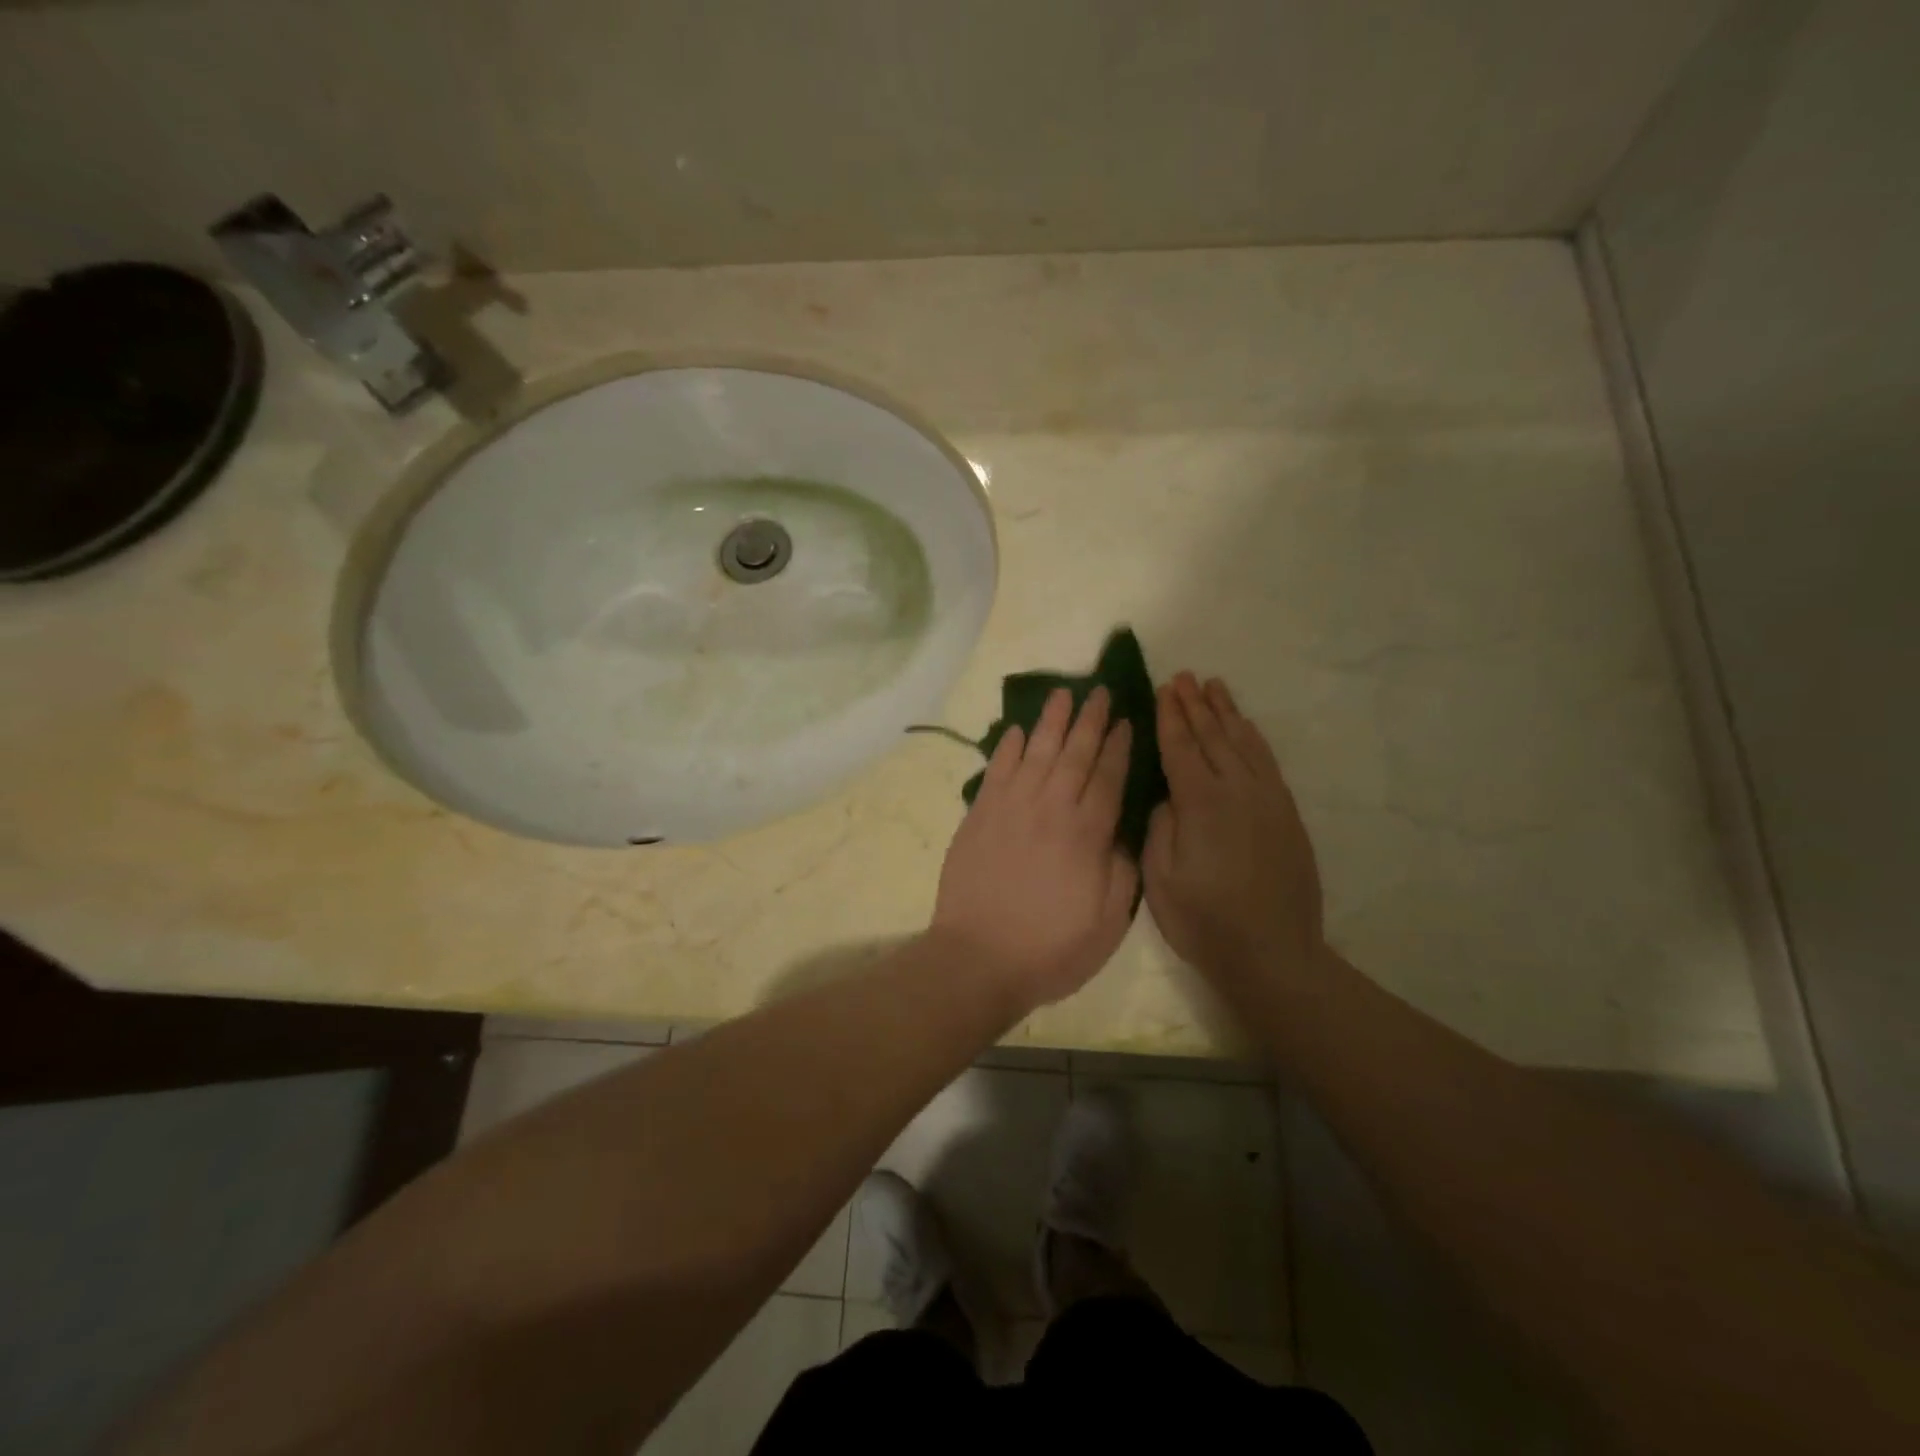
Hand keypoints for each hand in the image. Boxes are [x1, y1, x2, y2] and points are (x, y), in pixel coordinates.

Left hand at [933, 686, 1137, 1010]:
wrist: (978, 958)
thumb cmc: (1050, 948)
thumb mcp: (1108, 922)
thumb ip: (1121, 871)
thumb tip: (1123, 833)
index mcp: (1087, 834)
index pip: (1109, 778)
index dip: (1120, 747)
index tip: (1127, 721)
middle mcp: (1051, 809)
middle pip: (1075, 754)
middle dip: (1090, 721)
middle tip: (1100, 691)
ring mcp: (1011, 808)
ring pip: (1036, 752)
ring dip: (1051, 721)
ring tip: (1063, 693)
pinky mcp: (979, 816)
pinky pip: (997, 771)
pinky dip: (1007, 748)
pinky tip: (1016, 730)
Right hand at [1143, 673, 1325, 998]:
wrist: (1273, 953)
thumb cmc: (1204, 920)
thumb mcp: (1161, 877)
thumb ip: (1160, 826)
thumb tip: (1166, 795)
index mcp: (1201, 803)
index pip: (1181, 748)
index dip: (1170, 717)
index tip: (1163, 689)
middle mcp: (1237, 790)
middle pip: (1213, 736)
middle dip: (1195, 705)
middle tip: (1184, 677)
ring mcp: (1268, 800)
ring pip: (1244, 742)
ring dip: (1227, 712)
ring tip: (1214, 687)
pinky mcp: (1287, 814)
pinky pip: (1268, 762)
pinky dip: (1253, 738)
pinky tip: (1246, 727)